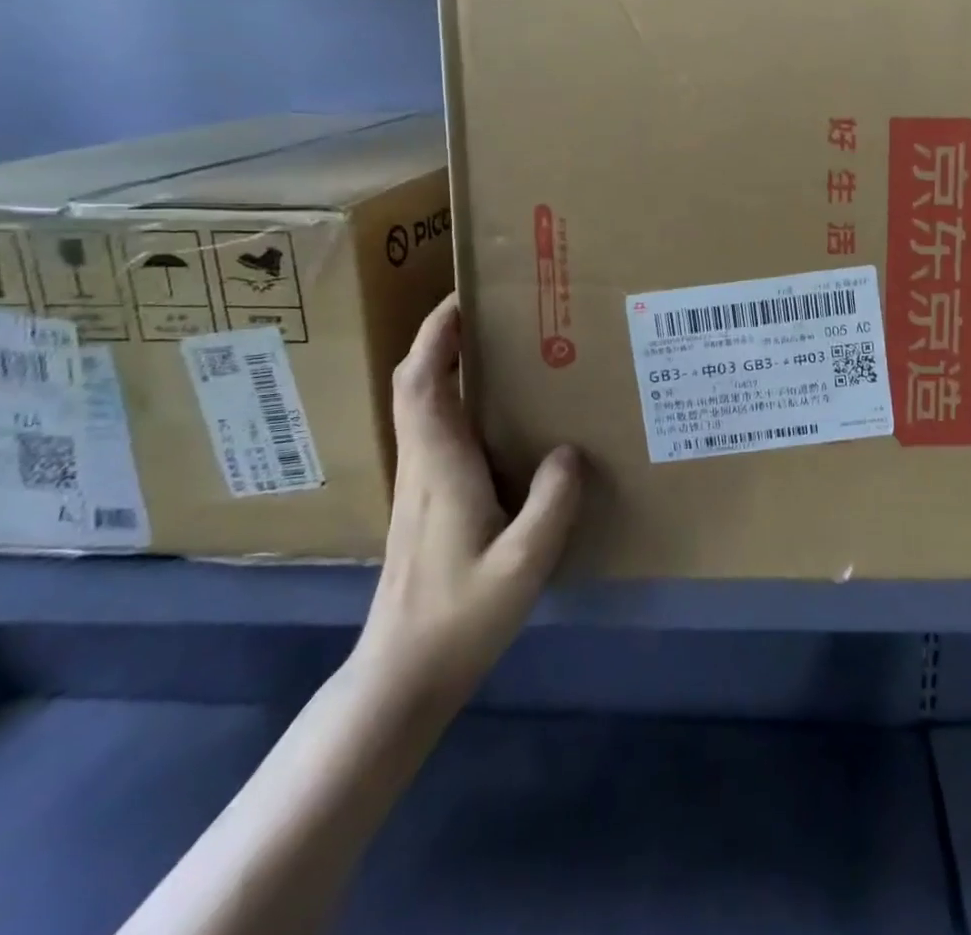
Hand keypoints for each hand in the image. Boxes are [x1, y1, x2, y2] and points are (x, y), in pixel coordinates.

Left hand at [352, 292, 581, 714]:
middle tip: (490, 313)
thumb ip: (551, 502)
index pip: (422, 380)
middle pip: (415, 382)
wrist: (402, 675)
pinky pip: (435, 430)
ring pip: (421, 405)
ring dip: (447, 365)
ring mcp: (417, 483)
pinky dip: (455, 400)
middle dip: (442, 337)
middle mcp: (421, 463)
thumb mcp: (523, 562)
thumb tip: (569, 450)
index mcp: (439, 465)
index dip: (436, 333)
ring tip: (501, 350)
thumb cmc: (459, 616)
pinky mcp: (424, 501)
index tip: (465, 295)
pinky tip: (499, 416)